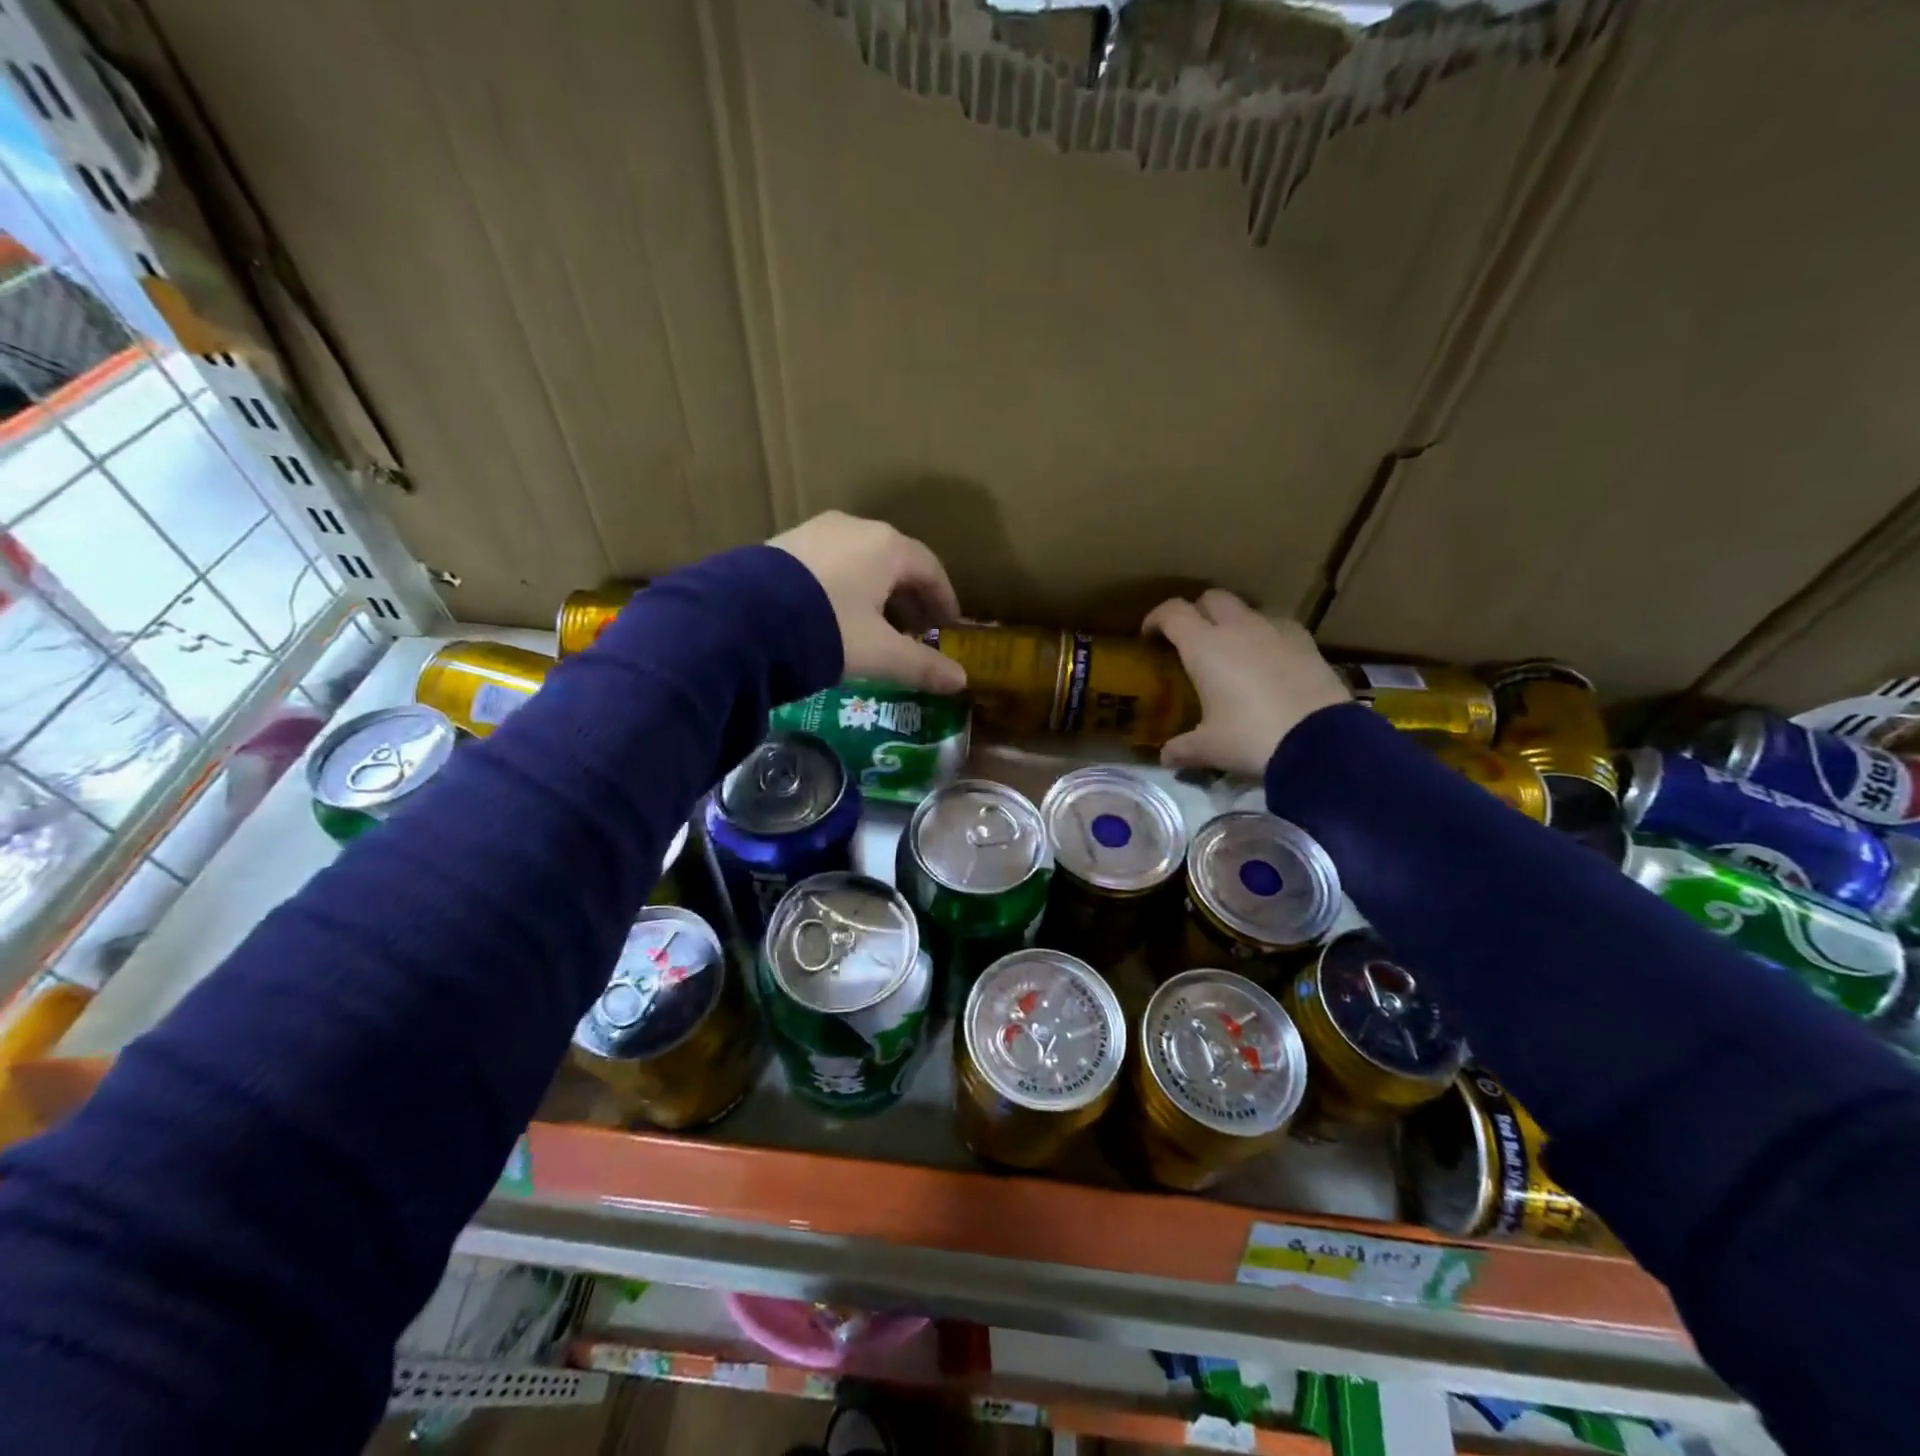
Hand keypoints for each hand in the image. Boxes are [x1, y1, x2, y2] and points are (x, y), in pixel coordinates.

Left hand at [770, 512, 966, 692]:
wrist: (742, 617)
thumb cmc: (828, 630)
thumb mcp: (880, 653)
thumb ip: (922, 666)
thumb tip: (960, 681)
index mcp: (887, 546)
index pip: (930, 569)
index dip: (944, 599)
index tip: (948, 626)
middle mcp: (855, 527)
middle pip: (896, 562)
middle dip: (910, 598)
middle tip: (915, 632)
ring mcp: (817, 531)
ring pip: (861, 561)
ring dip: (877, 593)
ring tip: (876, 627)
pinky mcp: (785, 544)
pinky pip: (831, 563)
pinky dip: (845, 587)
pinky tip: (836, 616)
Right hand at [1143, 590, 1349, 775]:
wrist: (1320, 740)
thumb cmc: (1251, 737)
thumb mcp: (1209, 748)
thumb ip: (1182, 748)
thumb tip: (1165, 757)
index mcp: (1204, 645)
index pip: (1172, 612)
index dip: (1156, 619)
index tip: (1149, 636)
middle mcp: (1238, 627)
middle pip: (1211, 598)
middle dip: (1196, 612)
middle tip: (1190, 639)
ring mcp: (1275, 630)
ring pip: (1247, 609)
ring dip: (1233, 622)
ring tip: (1231, 650)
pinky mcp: (1306, 641)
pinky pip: (1277, 626)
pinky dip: (1265, 635)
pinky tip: (1268, 661)